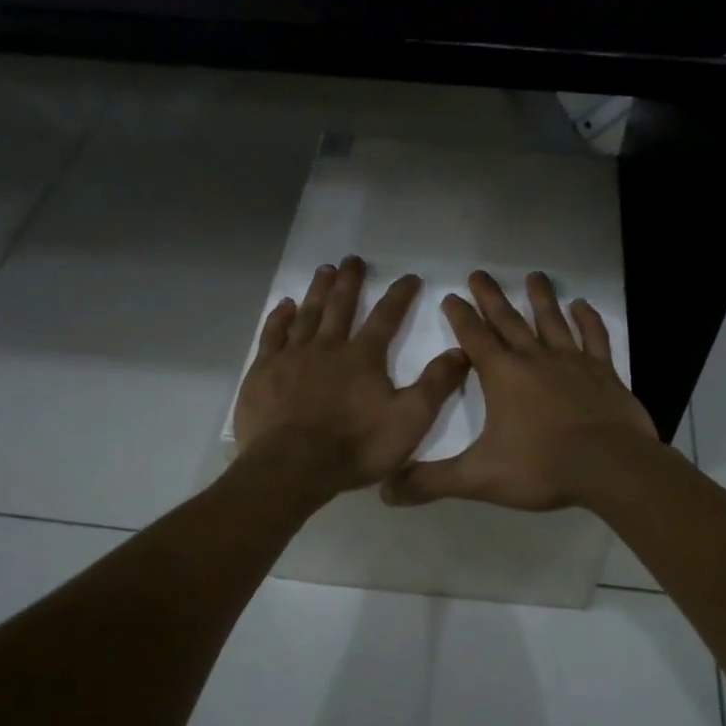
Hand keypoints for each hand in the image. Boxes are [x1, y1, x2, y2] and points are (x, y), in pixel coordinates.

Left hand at [233, 256, 470, 498]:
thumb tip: (461, 351)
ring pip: (307, 314)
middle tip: (353, 259)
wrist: (292, 466)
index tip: (409, 277)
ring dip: (318, 291)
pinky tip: (285, 306)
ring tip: (324, 270)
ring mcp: (292, 357)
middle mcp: (328, 347)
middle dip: (350, 281)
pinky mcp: (264, 372)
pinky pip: (273, 335)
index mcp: (363, 358)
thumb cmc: (355, 447)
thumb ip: (435, 385)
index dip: (400, 295)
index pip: (386, 317)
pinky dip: (280, 318)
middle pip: (340, 306)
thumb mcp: (409, 421)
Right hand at [381, 270, 657, 511]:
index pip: (473, 337)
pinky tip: (582, 306)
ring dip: (540, 298)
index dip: (459, 316)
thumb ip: (433, 482)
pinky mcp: (603, 372)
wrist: (610, 467)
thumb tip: (387, 491)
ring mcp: (572, 361)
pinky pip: (594, 337)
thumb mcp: (479, 478)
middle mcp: (534, 359)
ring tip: (533, 276)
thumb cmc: (541, 467)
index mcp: (502, 376)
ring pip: (552, 320)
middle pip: (508, 319)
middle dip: (490, 297)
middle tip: (479, 273)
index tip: (450, 295)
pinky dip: (588, 320)